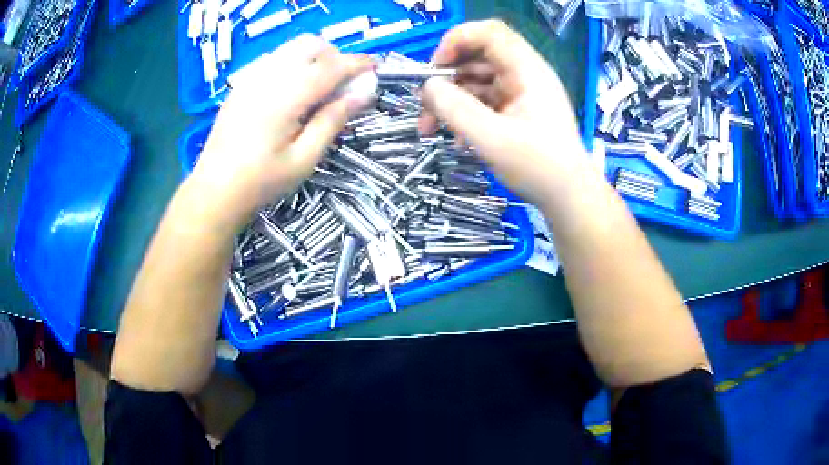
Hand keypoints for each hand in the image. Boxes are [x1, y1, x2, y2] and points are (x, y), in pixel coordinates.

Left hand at [189, 34, 372, 228]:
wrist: (214, 190)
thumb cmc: (261, 182)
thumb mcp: (304, 159)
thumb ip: (332, 121)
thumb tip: (362, 94)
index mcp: (285, 98)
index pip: (330, 67)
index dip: (357, 64)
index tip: (375, 68)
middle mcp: (267, 78)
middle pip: (310, 45)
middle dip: (334, 56)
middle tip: (344, 84)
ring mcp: (251, 79)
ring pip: (291, 49)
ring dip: (314, 58)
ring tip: (320, 88)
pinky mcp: (241, 86)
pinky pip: (275, 60)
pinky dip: (294, 65)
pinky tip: (293, 93)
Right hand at [421, 20, 587, 207]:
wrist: (568, 197)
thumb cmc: (539, 167)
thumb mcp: (492, 139)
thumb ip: (456, 109)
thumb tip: (428, 87)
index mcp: (527, 70)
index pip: (489, 33)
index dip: (457, 41)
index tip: (434, 68)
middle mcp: (523, 75)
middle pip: (477, 57)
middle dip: (446, 78)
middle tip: (425, 104)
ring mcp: (519, 93)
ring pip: (475, 81)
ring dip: (450, 100)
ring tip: (431, 128)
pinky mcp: (515, 111)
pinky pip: (482, 101)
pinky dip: (464, 115)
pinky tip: (456, 139)